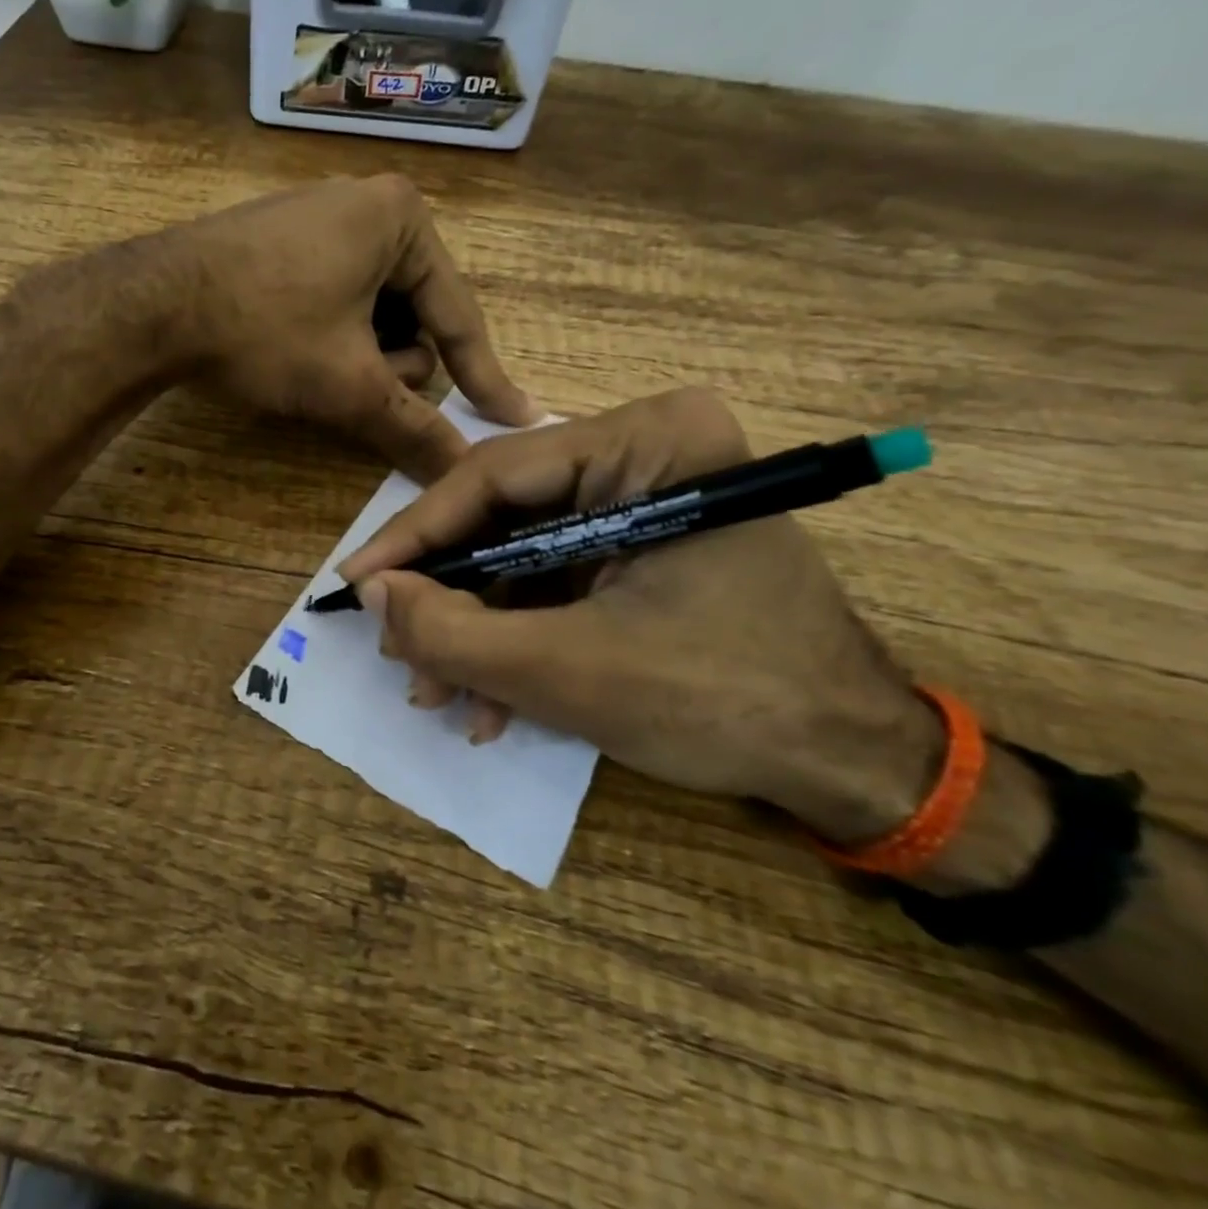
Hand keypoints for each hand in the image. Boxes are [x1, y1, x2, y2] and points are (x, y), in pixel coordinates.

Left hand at [165, 175, 538, 479]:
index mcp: (401, 220)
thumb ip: (412, 427)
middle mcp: (367, 204)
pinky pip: (334, 296)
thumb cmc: (266, 331)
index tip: (516, 418)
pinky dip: (330, 334)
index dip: (484, 378)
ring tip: (314, 366)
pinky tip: (293, 348)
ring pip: (372, 310)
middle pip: (413, 313)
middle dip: (390, 363)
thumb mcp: (348, 384)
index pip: (459, 316)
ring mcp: (320, 217)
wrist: (153, 305)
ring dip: (358, 353)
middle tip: (351, 382)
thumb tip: (461, 470)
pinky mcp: (283, 239)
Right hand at [338, 387, 947, 845]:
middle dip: (448, 597)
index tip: (354, 583)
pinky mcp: (641, 546)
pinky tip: (493, 701)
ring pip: (520, 556)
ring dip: (476, 630)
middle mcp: (644, 452)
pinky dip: (516, 637)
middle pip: (502, 518)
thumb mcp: (569, 671)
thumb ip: (454, 633)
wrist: (853, 765)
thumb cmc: (726, 700)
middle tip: (398, 654)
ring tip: (440, 696)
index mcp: (648, 442)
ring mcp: (643, 500)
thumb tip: (372, 594)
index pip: (492, 476)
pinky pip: (552, 580)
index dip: (413, 535)